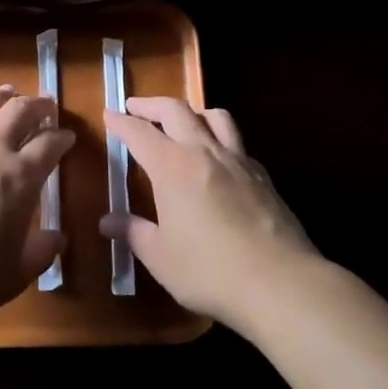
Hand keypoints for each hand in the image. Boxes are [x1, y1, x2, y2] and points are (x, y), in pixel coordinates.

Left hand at [0, 86, 71, 333]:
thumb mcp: (15, 274)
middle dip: (37, 105)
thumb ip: (41, 252)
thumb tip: (58, 237)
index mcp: (20, 178)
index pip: (49, 145)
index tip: (67, 136)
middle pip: (18, 112)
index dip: (62, 137)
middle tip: (45, 105)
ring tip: (7, 92)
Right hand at [103, 97, 323, 336]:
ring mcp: (238, 161)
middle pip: (176, 110)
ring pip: (214, 116)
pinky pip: (237, 143)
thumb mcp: (161, 257)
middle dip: (151, 104)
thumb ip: (133, 232)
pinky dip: (220, 139)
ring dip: (192, 111)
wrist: (281, 283)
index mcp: (172, 167)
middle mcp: (204, 152)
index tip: (109, 113)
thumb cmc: (210, 271)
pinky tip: (218, 159)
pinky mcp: (262, 176)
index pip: (140, 132)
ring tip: (182, 120)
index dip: (121, 121)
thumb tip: (106, 221)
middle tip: (136, 107)